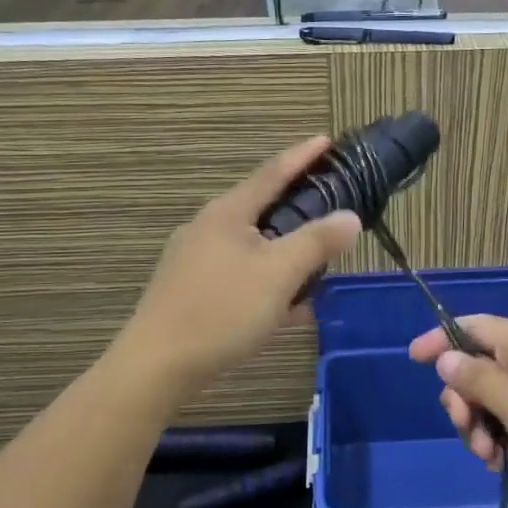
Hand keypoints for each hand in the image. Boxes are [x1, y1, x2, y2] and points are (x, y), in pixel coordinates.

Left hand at [119, 137, 361, 393]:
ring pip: (251, 246)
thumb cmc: (221, 311)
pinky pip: (239, 275)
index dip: (301, 156)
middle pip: (260, 208)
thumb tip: (351, 217)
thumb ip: (317, 242)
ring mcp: (194, 260)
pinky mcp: (189, 291)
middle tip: (329, 208)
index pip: (271, 173)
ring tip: (314, 267)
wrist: (156, 367)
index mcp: (227, 213)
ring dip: (284, 253)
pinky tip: (286, 309)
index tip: (325, 140)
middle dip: (296, 209)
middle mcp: (207, 228)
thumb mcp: (278, 274)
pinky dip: (266, 281)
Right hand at [409, 316, 507, 507]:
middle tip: (467, 430)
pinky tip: (503, 465)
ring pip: (492, 400)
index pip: (471, 326)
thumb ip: (476, 379)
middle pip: (476, 368)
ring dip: (480, 427)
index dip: (440, 339)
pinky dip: (501, 440)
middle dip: (462, 400)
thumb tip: (445, 357)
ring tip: (490, 458)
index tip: (413, 359)